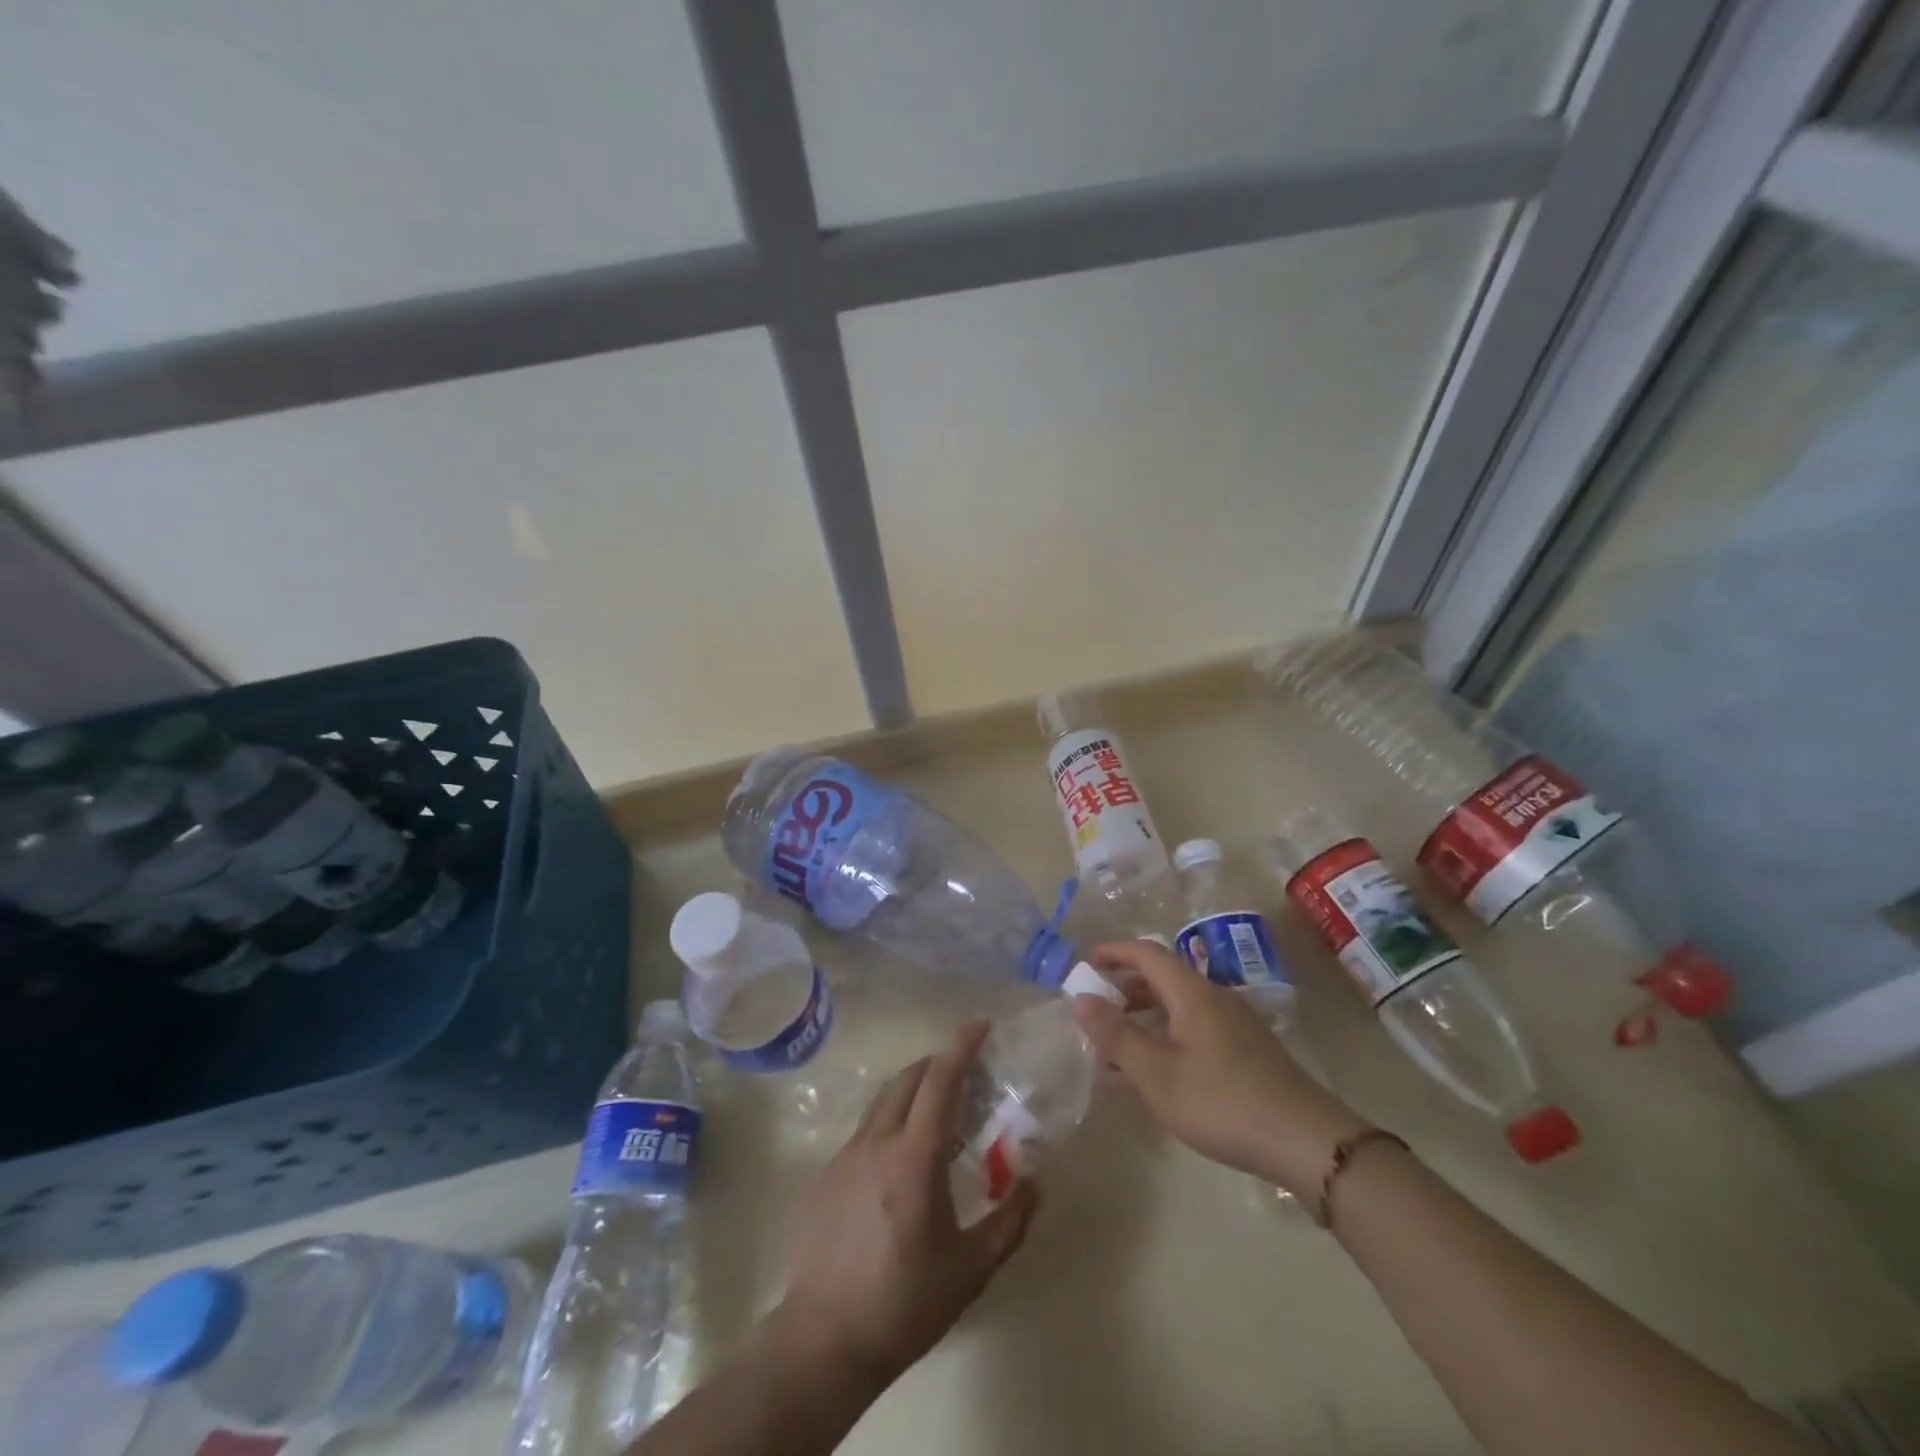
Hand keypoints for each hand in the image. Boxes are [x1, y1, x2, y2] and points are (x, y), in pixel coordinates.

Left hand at [776, 1021, 1037, 1389]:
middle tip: (966, 1072)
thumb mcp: (970, 1270)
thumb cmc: (904, 1304)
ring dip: (912, 1088)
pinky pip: (866, 1128)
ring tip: (937, 1109)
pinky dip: (890, 1118)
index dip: (961, 1047)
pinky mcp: (827, 1174)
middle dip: (938, 1063)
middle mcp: (877, 1142)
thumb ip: (1009, 1222)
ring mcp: (846, 1156)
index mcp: (913, 1158)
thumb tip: (1035, 1185)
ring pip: (883, 1100)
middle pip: (908, 1079)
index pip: (940, 1081)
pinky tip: (901, 1156)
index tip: (981, 1025)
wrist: (823, 1341)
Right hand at [1072, 940, 1369, 1196]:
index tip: (1087, 963)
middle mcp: (1214, 997)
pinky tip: (1155, 1071)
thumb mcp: (1157, 1074)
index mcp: (1192, 992)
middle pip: (1163, 978)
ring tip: (1116, 1045)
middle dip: (1126, 987)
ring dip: (1145, 1017)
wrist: (1306, 1141)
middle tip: (1096, 1008)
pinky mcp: (1246, 1051)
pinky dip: (1166, 1036)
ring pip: (1179, 1006)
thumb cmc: (1221, 1101)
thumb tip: (1081, 999)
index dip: (1115, 952)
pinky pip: (1194, 1028)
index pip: (1147, 953)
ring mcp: (1235, 1024)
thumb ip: (1116, 1036)